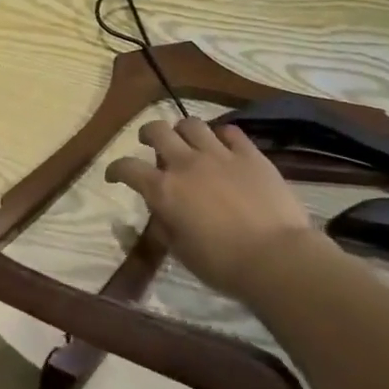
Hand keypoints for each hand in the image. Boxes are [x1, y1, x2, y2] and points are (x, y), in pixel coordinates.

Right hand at [105, 118, 335, 305]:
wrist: (275, 257)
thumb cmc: (222, 264)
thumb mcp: (180, 250)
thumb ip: (165, 225)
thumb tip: (161, 211)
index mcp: (164, 190)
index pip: (128, 168)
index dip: (115, 169)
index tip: (114, 175)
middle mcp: (186, 164)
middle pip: (157, 131)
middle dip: (147, 133)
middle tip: (147, 141)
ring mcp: (220, 155)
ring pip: (192, 124)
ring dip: (182, 129)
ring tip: (185, 138)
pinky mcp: (250, 155)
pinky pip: (231, 132)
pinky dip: (220, 135)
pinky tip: (222, 144)